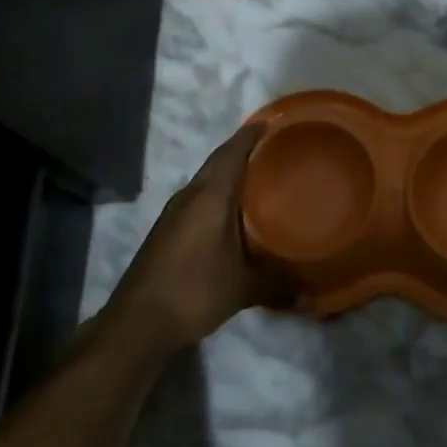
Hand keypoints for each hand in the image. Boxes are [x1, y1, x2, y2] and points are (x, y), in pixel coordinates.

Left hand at [102, 124, 294, 351]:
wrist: (137, 324)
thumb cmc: (194, 291)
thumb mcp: (243, 288)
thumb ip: (278, 285)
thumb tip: (310, 293)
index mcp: (210, 196)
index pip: (232, 152)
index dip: (252, 134)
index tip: (274, 121)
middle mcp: (190, 196)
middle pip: (219, 162)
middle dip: (244, 150)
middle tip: (276, 149)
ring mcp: (174, 213)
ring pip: (207, 180)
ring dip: (229, 173)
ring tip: (260, 176)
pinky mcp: (167, 231)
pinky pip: (199, 198)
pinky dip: (218, 194)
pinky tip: (233, 211)